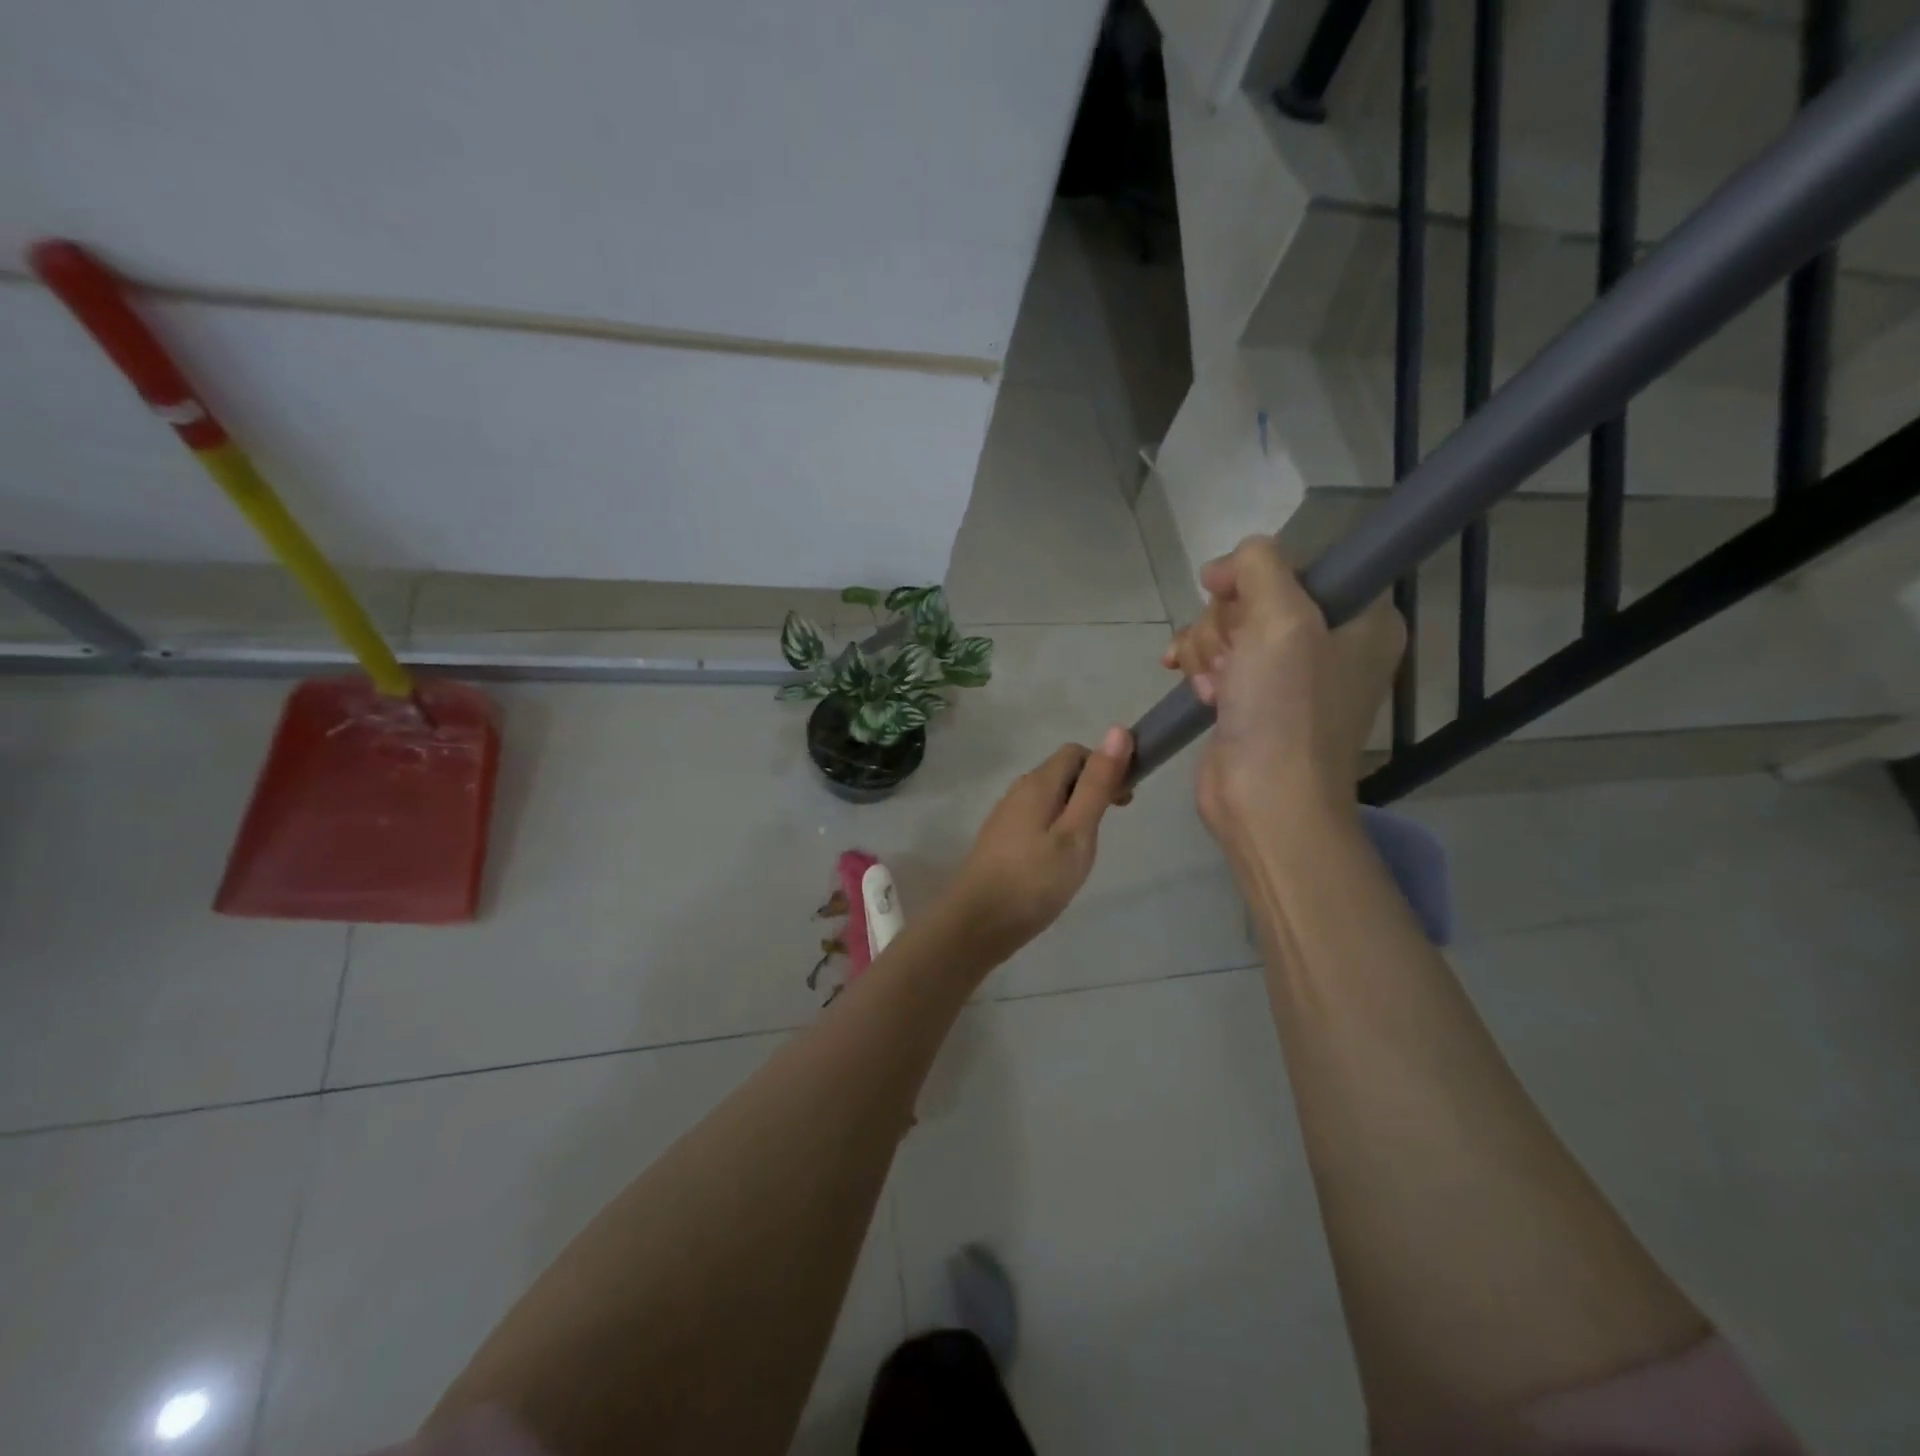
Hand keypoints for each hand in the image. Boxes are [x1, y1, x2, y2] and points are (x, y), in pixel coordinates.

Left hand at [941, 729, 1133, 964]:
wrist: (977, 923)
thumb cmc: (1034, 879)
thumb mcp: (1076, 832)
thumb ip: (1097, 784)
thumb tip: (1118, 730)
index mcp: (1038, 783)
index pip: (1076, 753)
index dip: (1105, 766)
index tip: (1125, 800)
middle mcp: (1018, 791)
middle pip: (1062, 773)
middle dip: (1092, 788)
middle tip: (1111, 824)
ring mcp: (1006, 816)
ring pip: (1049, 798)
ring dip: (1075, 809)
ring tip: (1088, 847)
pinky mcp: (1001, 840)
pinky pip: (1036, 819)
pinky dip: (1057, 827)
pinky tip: (1061, 859)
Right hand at [1161, 537, 1403, 844]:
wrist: (1266, 801)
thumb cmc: (1285, 711)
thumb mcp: (1280, 620)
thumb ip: (1257, 567)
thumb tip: (1221, 569)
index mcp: (1360, 617)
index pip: (1298, 564)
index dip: (1255, 579)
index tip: (1234, 603)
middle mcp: (1328, 640)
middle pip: (1253, 596)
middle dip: (1225, 625)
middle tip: (1232, 662)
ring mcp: (1286, 673)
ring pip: (1225, 627)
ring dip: (1206, 650)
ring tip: (1215, 689)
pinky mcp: (1250, 697)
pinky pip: (1214, 657)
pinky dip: (1196, 666)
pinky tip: (1188, 682)